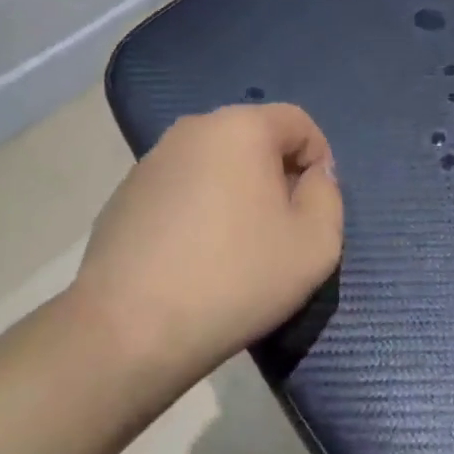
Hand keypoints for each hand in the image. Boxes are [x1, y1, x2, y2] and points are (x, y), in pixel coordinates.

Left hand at [71, 103, 342, 383]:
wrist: (128, 331)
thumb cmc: (234, 279)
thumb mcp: (315, 244)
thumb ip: (328, 196)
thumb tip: (312, 176)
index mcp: (241, 126)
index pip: (299, 122)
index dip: (318, 161)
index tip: (312, 211)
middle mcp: (193, 128)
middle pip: (255, 139)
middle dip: (276, 176)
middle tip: (278, 231)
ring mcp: (152, 159)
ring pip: (216, 163)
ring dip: (236, 192)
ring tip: (234, 248)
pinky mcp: (124, 193)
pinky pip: (182, 188)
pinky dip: (198, 209)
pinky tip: (193, 258)